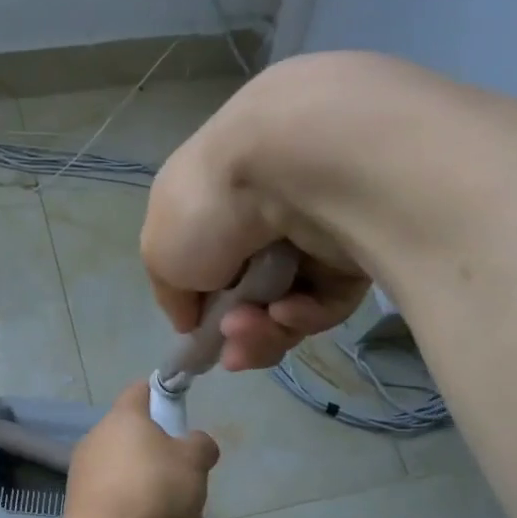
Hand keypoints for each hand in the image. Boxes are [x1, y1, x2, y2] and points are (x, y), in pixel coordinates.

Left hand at [65, 381, 219, 517]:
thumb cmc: (155, 490)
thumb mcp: (194, 461)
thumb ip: (201, 446)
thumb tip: (195, 445)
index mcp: (122, 421)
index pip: (140, 392)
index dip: (161, 395)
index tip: (180, 409)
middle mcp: (100, 447)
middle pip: (146, 452)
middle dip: (177, 477)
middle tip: (195, 493)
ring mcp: (92, 485)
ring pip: (143, 491)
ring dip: (174, 513)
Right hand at [140, 67, 370, 369]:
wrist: (292, 169)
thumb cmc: (210, 205)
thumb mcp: (160, 253)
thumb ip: (172, 292)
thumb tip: (191, 320)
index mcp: (218, 204)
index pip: (213, 266)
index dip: (206, 307)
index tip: (201, 334)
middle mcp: (266, 216)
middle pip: (252, 296)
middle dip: (237, 330)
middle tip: (231, 348)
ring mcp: (313, 235)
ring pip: (288, 306)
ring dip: (263, 331)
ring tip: (252, 329)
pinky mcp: (356, 253)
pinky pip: (326, 302)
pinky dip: (303, 315)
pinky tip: (287, 312)